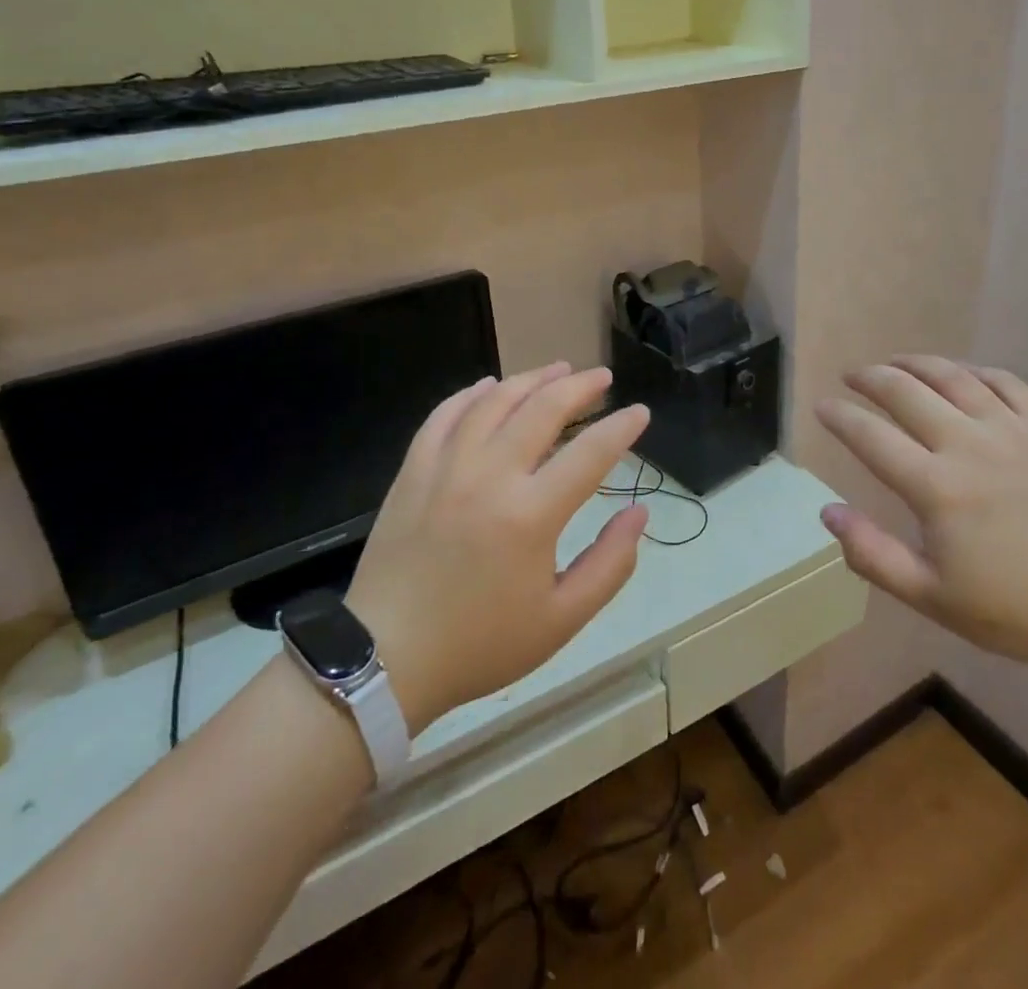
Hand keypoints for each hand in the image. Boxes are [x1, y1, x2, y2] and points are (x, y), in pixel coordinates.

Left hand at [346, 363, 649, 733]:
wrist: (387, 659)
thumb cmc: (481, 643)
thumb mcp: (562, 620)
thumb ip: (610, 564)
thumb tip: (639, 513)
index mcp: (531, 515)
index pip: (590, 453)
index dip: (622, 428)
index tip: (640, 413)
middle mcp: (490, 476)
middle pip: (543, 409)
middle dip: (580, 387)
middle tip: (602, 377)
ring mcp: (446, 468)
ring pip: (494, 402)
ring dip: (530, 379)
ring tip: (557, 369)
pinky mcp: (413, 471)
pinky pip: (444, 416)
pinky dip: (470, 394)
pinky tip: (488, 386)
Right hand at [816, 356, 1027, 679]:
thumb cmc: (1023, 611)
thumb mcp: (935, 599)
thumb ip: (873, 555)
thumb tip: (827, 511)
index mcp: (937, 488)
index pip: (871, 437)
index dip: (840, 417)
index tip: (821, 406)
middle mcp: (968, 445)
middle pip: (905, 392)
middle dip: (870, 378)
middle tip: (851, 377)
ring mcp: (1013, 430)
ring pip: (952, 376)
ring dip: (915, 363)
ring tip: (894, 363)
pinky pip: (1004, 381)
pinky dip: (972, 371)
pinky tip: (960, 375)